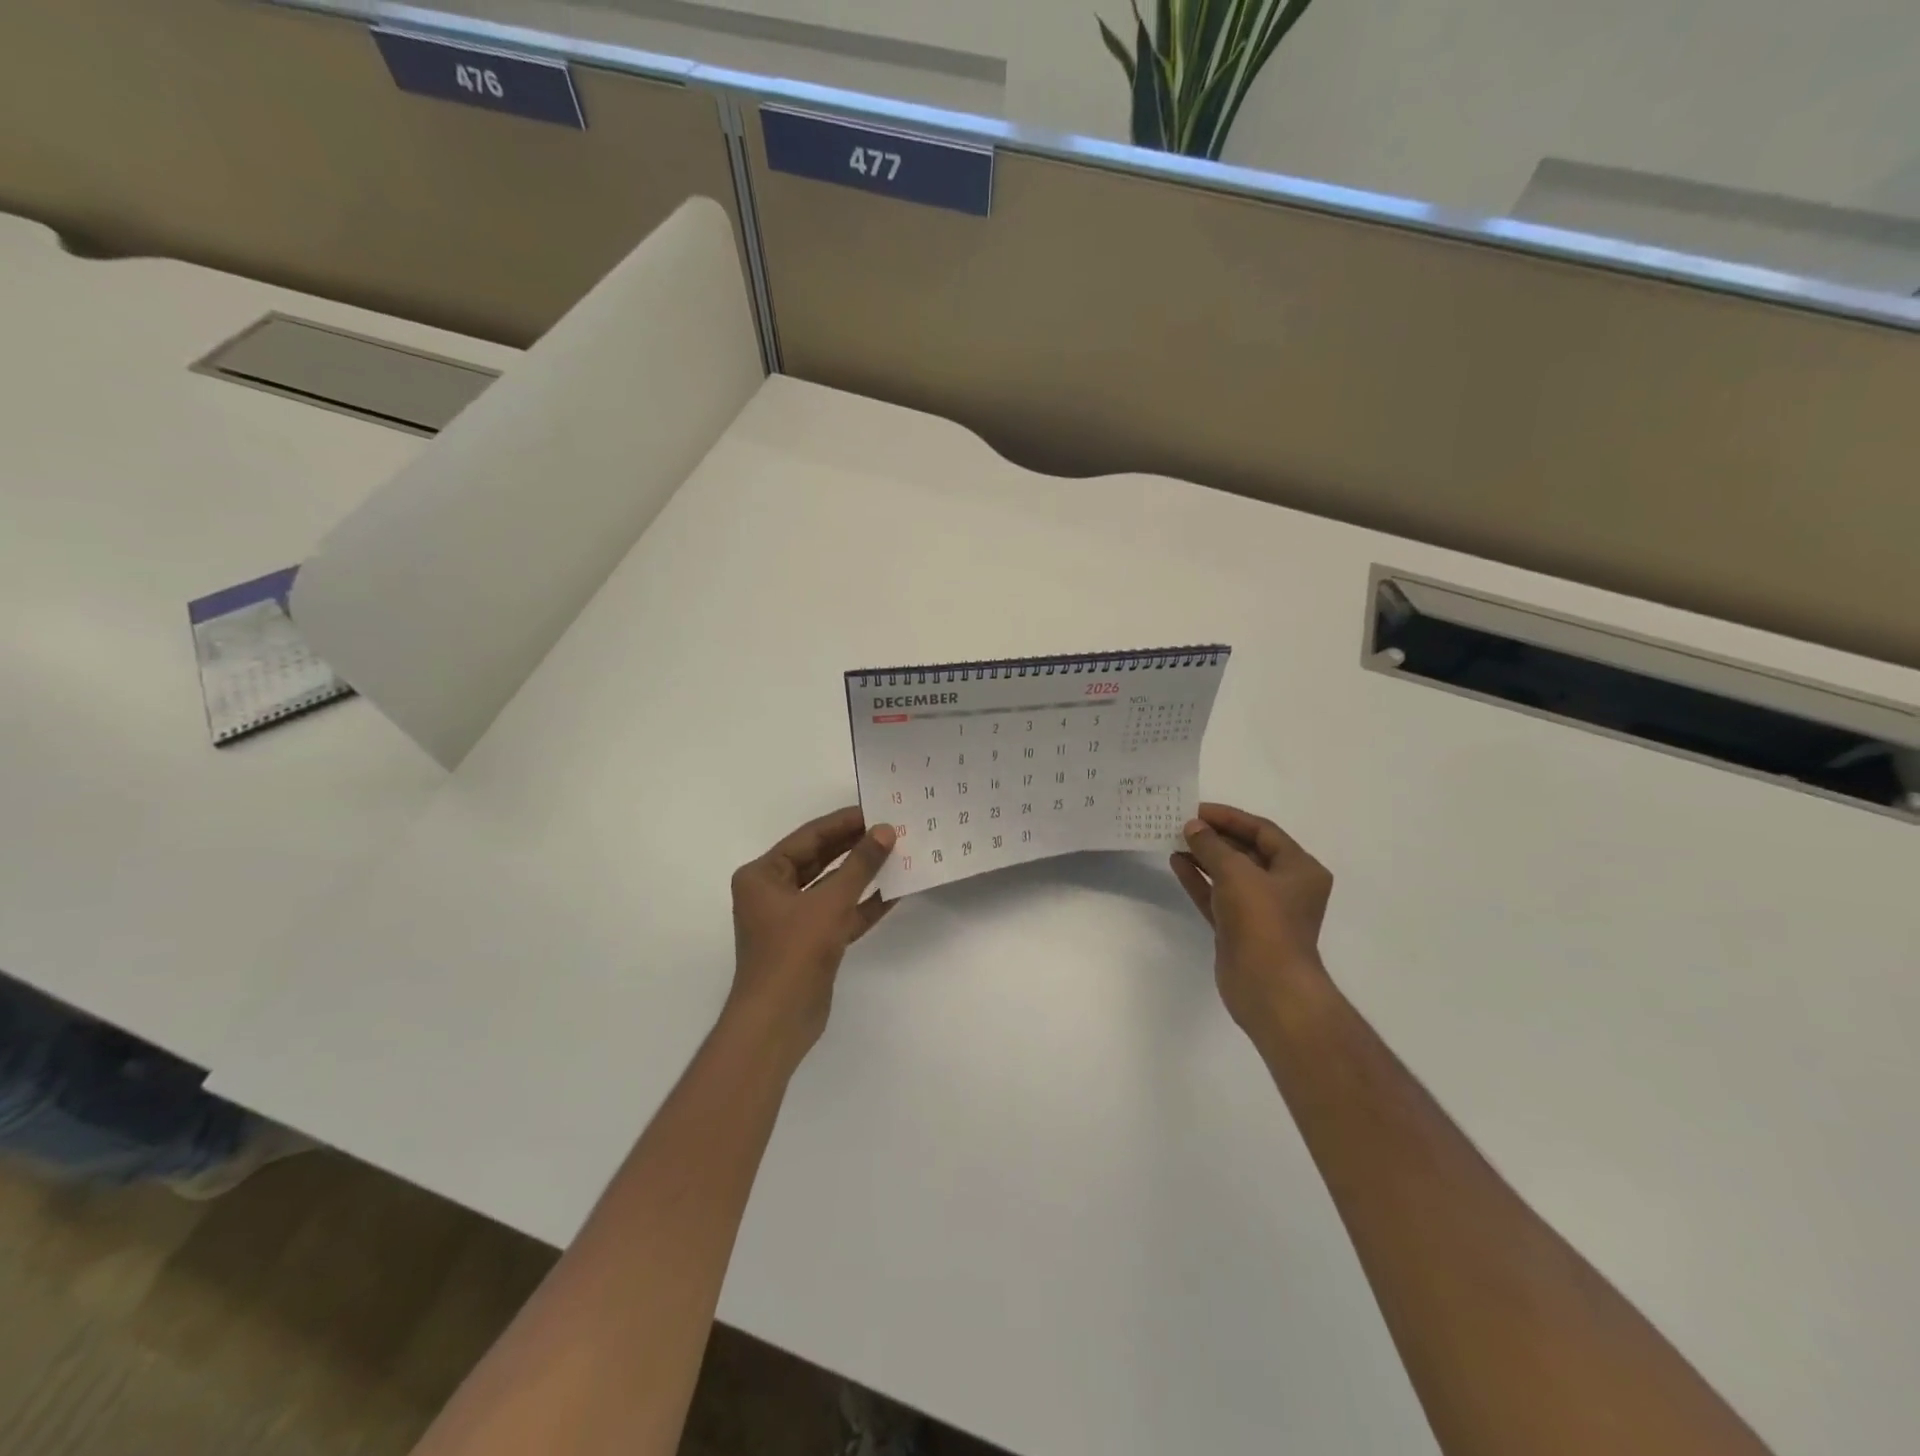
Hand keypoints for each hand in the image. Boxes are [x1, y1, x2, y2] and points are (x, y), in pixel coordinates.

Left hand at [728, 807, 895, 1058]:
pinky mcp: (811, 943)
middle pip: (820, 860)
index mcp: (763, 876)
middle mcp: (773, 893)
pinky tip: (894, 892)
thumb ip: (860, 865)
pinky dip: (863, 905)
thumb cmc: (794, 951)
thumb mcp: (830, 902)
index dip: (843, 823)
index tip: (875, 810)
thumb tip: (885, 831)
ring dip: (862, 874)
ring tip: (898, 855)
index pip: (808, 838)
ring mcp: (792, 920)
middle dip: (854, 847)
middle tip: (891, 829)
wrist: (779, 1021)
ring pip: (832, 887)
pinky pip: (839, 914)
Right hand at [1170, 803, 1334, 1032]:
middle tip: (1181, 824)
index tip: (1196, 810)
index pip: (1263, 831)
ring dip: (1204, 857)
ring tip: (1174, 840)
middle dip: (1214, 837)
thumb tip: (1193, 828)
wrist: (1268, 986)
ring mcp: (1261, 910)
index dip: (1229, 817)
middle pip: (1246, 851)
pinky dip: (1200, 880)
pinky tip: (1177, 864)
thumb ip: (1211, 845)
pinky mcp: (1240, 929)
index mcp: (1299, 869)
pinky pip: (1218, 895)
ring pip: (1229, 874)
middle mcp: (1284, 887)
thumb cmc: (1262, 921)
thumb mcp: (1236, 873)